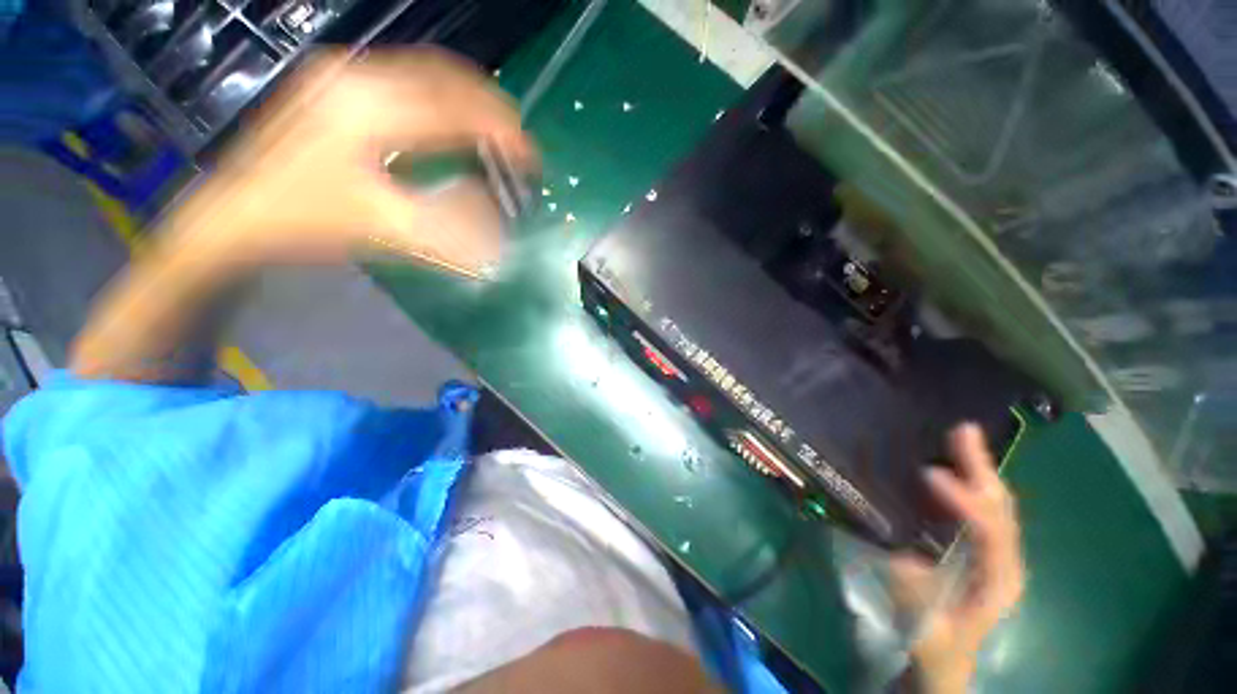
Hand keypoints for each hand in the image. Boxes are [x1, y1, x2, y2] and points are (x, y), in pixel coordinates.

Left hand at [169, 48, 536, 275]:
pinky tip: (453, 120)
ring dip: (468, 99)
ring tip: (495, 131)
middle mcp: (357, 78)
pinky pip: (405, 77)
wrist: (236, 216)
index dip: (502, 132)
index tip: (531, 157)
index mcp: (369, 110)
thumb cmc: (306, 222)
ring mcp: (343, 76)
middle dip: (491, 108)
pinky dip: (441, 97)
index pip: (456, 109)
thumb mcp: (384, 231)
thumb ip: (450, 230)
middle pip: (445, 76)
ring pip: (426, 71)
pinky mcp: (336, 86)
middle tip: (518, 142)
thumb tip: (500, 234)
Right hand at [891, 424, 1025, 692]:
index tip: (931, 474)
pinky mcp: (974, 550)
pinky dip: (965, 484)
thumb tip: (904, 557)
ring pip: (991, 504)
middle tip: (963, 430)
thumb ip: (919, 600)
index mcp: (998, 581)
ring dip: (976, 470)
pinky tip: (946, 468)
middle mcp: (1003, 561)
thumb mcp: (927, 634)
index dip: (965, 502)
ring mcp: (991, 554)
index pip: (991, 534)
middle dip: (982, 468)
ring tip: (957, 438)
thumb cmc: (938, 647)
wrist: (944, 659)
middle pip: (1000, 508)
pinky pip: (975, 510)